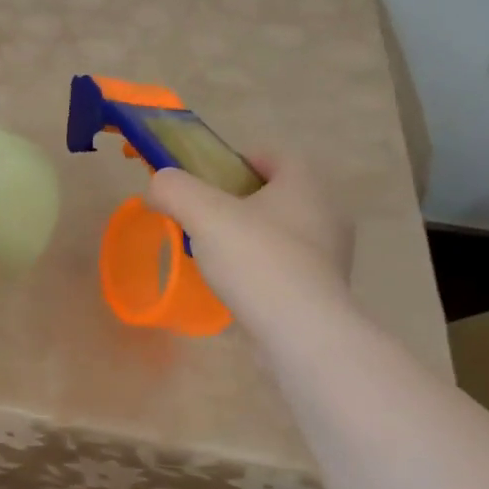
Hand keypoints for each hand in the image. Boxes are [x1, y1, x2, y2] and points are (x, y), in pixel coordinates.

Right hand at [146, 156, 353, 331]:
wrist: (302, 332)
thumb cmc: (256, 260)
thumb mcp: (202, 213)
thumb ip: (174, 190)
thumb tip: (158, 186)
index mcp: (305, 184)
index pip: (274, 156)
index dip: (237, 162)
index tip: (207, 184)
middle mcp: (327, 213)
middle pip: (276, 195)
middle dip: (240, 204)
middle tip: (205, 220)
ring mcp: (331, 255)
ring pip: (282, 233)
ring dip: (251, 239)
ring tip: (216, 257)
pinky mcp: (325, 291)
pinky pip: (287, 268)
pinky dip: (262, 271)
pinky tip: (237, 287)